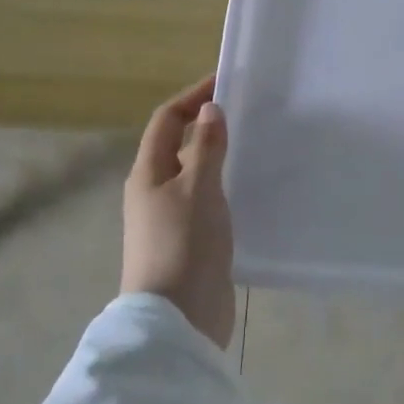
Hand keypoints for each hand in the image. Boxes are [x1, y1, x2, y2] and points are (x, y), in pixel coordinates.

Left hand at [121, 74, 235, 349]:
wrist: (178, 321)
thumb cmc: (184, 246)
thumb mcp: (198, 189)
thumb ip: (206, 148)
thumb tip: (210, 109)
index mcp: (148, 174)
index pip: (167, 120)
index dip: (193, 97)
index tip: (226, 82)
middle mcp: (154, 192)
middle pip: (179, 145)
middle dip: (208, 125)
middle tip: (247, 112)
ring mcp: (171, 219)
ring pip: (195, 174)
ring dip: (219, 156)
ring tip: (254, 144)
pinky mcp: (190, 242)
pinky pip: (207, 200)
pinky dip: (225, 185)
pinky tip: (250, 188)